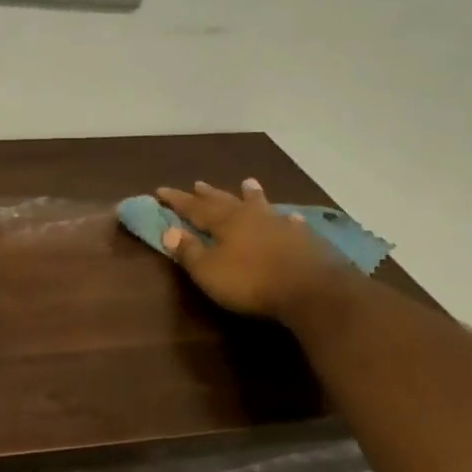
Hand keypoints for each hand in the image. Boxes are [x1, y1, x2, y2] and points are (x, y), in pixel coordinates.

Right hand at [154, 179, 351, 322]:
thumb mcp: (209, 271)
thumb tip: (168, 230)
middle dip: (209, 194)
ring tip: (248, 183)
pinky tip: (290, 217)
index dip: (177, 200)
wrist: (311, 289)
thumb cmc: (251, 281)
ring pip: (260, 205)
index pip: (194, 207)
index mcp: (225, 222)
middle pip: (225, 201)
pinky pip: (290, 222)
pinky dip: (285, 218)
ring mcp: (280, 225)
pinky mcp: (304, 239)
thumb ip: (188, 251)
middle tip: (198, 183)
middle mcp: (251, 216)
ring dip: (251, 195)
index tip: (160, 190)